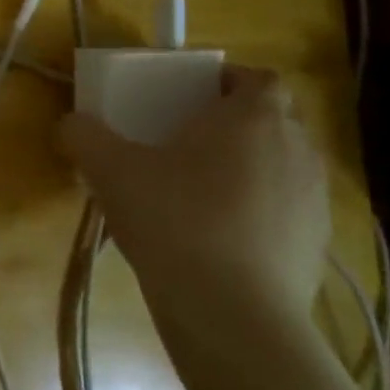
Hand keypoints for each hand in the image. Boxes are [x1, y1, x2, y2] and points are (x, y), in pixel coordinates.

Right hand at [55, 66, 328, 342]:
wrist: (232, 313)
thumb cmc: (174, 219)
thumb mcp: (109, 170)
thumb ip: (83, 135)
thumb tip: (70, 123)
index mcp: (252, 116)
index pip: (258, 77)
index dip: (229, 81)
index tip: (193, 98)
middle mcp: (296, 148)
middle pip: (273, 120)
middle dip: (236, 126)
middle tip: (189, 144)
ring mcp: (314, 199)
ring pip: (282, 167)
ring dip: (251, 170)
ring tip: (203, 194)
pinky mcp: (319, 245)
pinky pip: (288, 212)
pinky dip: (262, 214)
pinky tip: (222, 240)